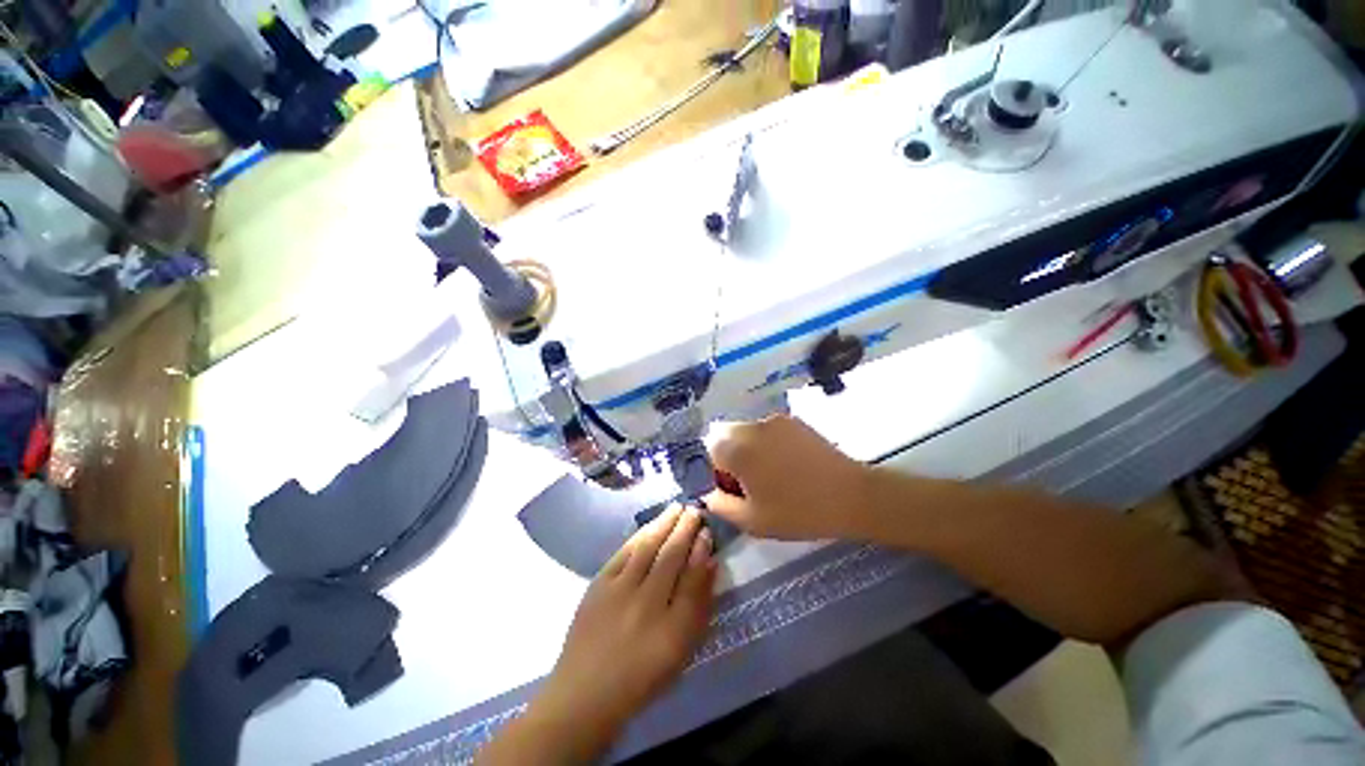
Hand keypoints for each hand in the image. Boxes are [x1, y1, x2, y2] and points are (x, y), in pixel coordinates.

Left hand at [487, 506, 716, 763]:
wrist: (585, 693)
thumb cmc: (641, 676)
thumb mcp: (681, 650)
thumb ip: (697, 606)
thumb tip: (709, 564)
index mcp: (671, 626)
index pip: (692, 575)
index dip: (700, 549)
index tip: (707, 529)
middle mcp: (646, 602)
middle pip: (670, 555)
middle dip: (684, 528)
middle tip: (694, 509)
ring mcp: (619, 590)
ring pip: (646, 547)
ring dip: (663, 524)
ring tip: (675, 509)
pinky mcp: (598, 585)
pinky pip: (624, 552)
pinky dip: (639, 536)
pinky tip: (649, 527)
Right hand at [705, 415, 874, 540]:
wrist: (851, 495)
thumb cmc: (798, 511)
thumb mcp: (752, 520)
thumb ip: (720, 505)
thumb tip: (708, 493)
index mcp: (737, 449)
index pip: (708, 450)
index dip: (716, 470)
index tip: (733, 488)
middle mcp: (751, 427)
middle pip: (724, 435)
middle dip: (728, 456)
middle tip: (750, 481)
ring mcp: (773, 421)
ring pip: (745, 431)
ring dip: (747, 448)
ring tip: (771, 473)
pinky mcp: (792, 420)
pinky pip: (766, 429)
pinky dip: (766, 443)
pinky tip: (787, 463)